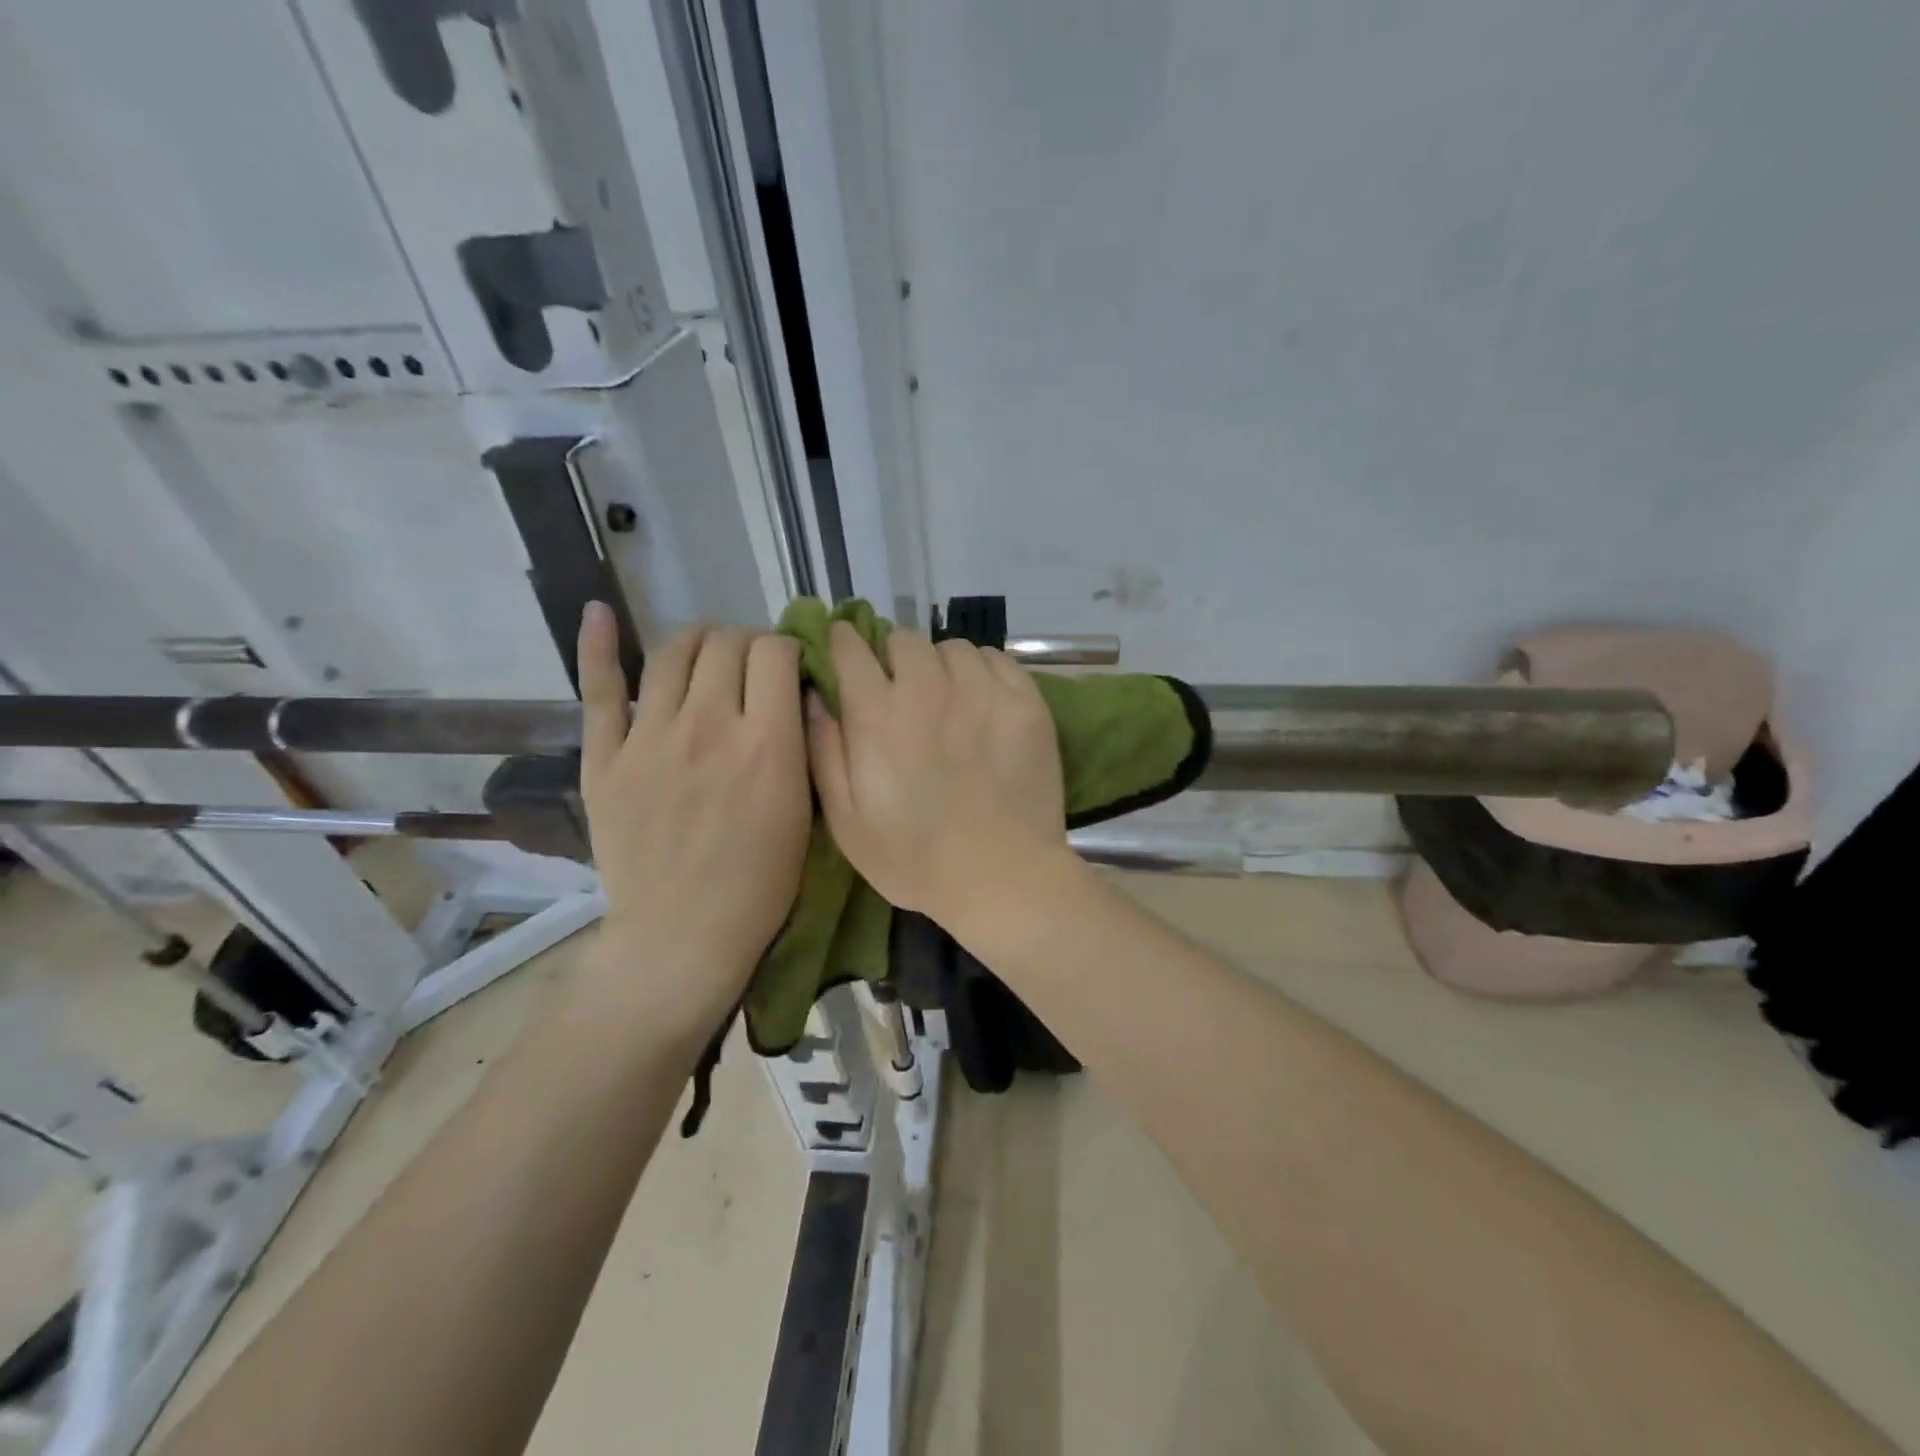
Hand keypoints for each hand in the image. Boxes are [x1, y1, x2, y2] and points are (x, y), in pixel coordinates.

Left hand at [576, 604, 810, 1033]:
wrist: (683, 936)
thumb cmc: (760, 885)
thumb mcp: (805, 814)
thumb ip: (803, 747)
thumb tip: (796, 696)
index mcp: (766, 743)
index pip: (776, 652)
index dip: (788, 649)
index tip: (790, 670)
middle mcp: (709, 725)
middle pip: (728, 642)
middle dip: (748, 644)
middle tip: (753, 671)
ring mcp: (650, 737)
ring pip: (675, 651)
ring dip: (700, 641)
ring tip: (708, 656)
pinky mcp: (604, 757)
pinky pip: (600, 689)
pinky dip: (598, 644)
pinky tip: (599, 612)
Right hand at [806, 623, 1070, 927]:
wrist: (1003, 878)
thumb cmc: (915, 859)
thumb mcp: (847, 822)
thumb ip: (824, 751)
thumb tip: (816, 695)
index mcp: (877, 714)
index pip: (850, 648)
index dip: (843, 643)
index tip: (846, 652)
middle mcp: (927, 689)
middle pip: (904, 640)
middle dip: (894, 658)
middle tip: (901, 690)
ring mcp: (981, 691)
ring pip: (951, 647)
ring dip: (940, 665)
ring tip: (947, 697)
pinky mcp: (1024, 701)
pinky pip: (996, 658)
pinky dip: (982, 670)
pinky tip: (982, 700)